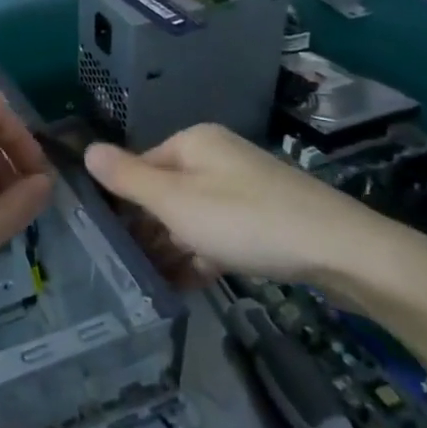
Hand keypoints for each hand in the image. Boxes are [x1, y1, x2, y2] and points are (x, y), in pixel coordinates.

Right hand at [84, 123, 426, 305]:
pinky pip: (220, 232)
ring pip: (193, 216)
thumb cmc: (246, 220)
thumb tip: (86, 149)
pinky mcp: (265, 216)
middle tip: (129, 268)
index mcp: (193, 142)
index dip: (123, 203)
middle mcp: (217, 156)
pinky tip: (189, 284)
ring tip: (153, 284)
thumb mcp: (177, 202)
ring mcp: (244, 186)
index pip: (140, 166)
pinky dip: (203, 254)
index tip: (109, 242)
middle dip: (149, 229)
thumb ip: (128, 179)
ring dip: (173, 247)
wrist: (340, 249)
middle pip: (166, 191)